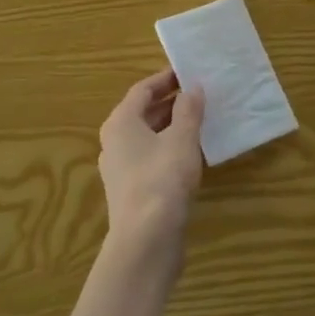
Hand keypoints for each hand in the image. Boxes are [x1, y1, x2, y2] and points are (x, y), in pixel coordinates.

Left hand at [98, 69, 204, 261]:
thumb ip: (188, 110)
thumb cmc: (162, 180)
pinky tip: (191, 155)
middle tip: (199, 96)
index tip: (188, 72)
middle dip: (170, 103)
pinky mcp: (131, 192)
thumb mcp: (181, 139)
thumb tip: (193, 88)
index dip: (165, 79)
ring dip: (171, 127)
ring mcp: (120, 169)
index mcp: (120, 122)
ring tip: (200, 121)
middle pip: (142, 113)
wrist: (145, 242)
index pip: (142, 90)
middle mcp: (114, 142)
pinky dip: (169, 150)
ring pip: (147, 138)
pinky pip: (150, 159)